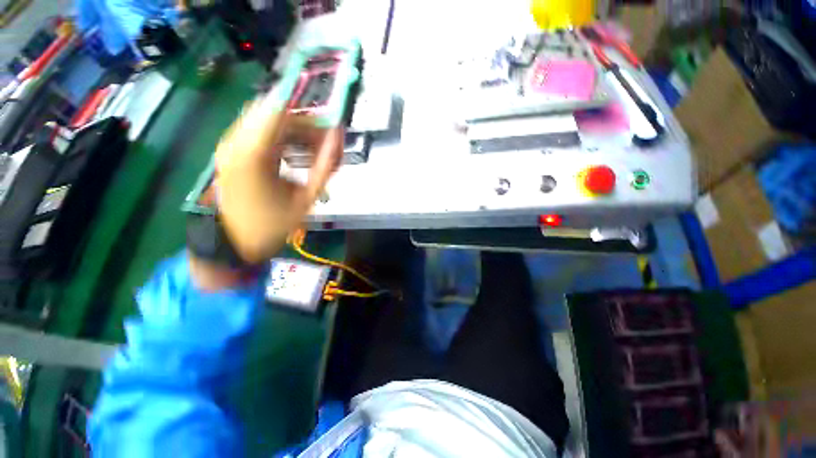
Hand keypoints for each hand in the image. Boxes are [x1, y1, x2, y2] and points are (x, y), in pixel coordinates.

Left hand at [214, 99, 342, 264]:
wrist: (237, 242)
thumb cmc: (275, 224)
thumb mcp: (307, 197)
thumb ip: (325, 165)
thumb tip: (338, 137)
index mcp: (253, 153)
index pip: (282, 112)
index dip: (310, 118)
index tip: (329, 133)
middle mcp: (235, 141)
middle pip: (274, 113)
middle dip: (304, 126)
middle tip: (323, 146)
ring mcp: (229, 145)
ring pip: (266, 121)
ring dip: (293, 132)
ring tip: (311, 154)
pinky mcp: (230, 151)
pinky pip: (259, 132)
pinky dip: (280, 139)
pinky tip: (293, 157)